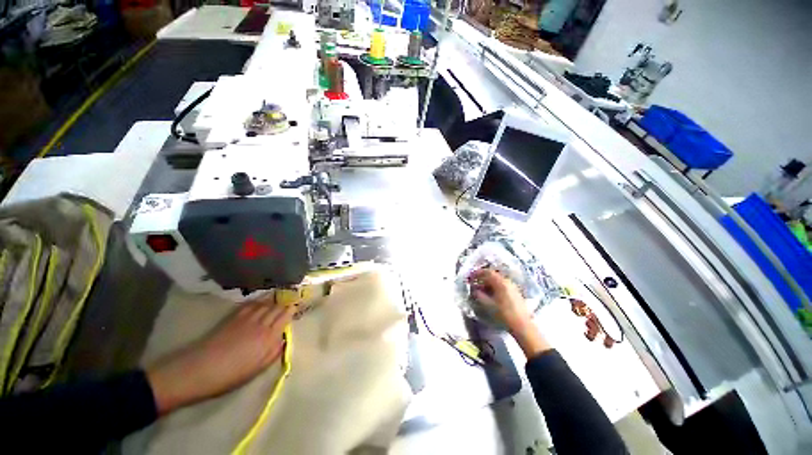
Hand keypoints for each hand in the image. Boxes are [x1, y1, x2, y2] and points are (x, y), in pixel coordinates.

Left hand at [146, 296, 293, 414]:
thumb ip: (273, 352)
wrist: (200, 370)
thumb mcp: (257, 369)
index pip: (285, 316)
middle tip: (291, 299)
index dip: (292, 309)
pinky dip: (259, 300)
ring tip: (280, 295)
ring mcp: (247, 318)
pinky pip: (251, 304)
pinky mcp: (234, 317)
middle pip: (277, 307)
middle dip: (285, 302)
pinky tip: (261, 300)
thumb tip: (283, 338)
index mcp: (269, 337)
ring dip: (274, 299)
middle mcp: (261, 323)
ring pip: (265, 303)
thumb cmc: (231, 374)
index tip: (297, 306)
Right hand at [468, 268, 550, 356]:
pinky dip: (495, 287)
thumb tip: (474, 290)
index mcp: (500, 282)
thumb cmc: (503, 314)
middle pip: (493, 275)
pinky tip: (491, 294)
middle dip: (482, 278)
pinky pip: (502, 285)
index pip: (487, 272)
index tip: (470, 277)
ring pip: (498, 280)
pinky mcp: (515, 293)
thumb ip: (479, 295)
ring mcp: (512, 286)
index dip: (477, 273)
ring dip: (488, 283)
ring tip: (482, 290)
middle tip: (475, 283)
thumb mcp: (488, 304)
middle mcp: (507, 281)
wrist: (522, 325)